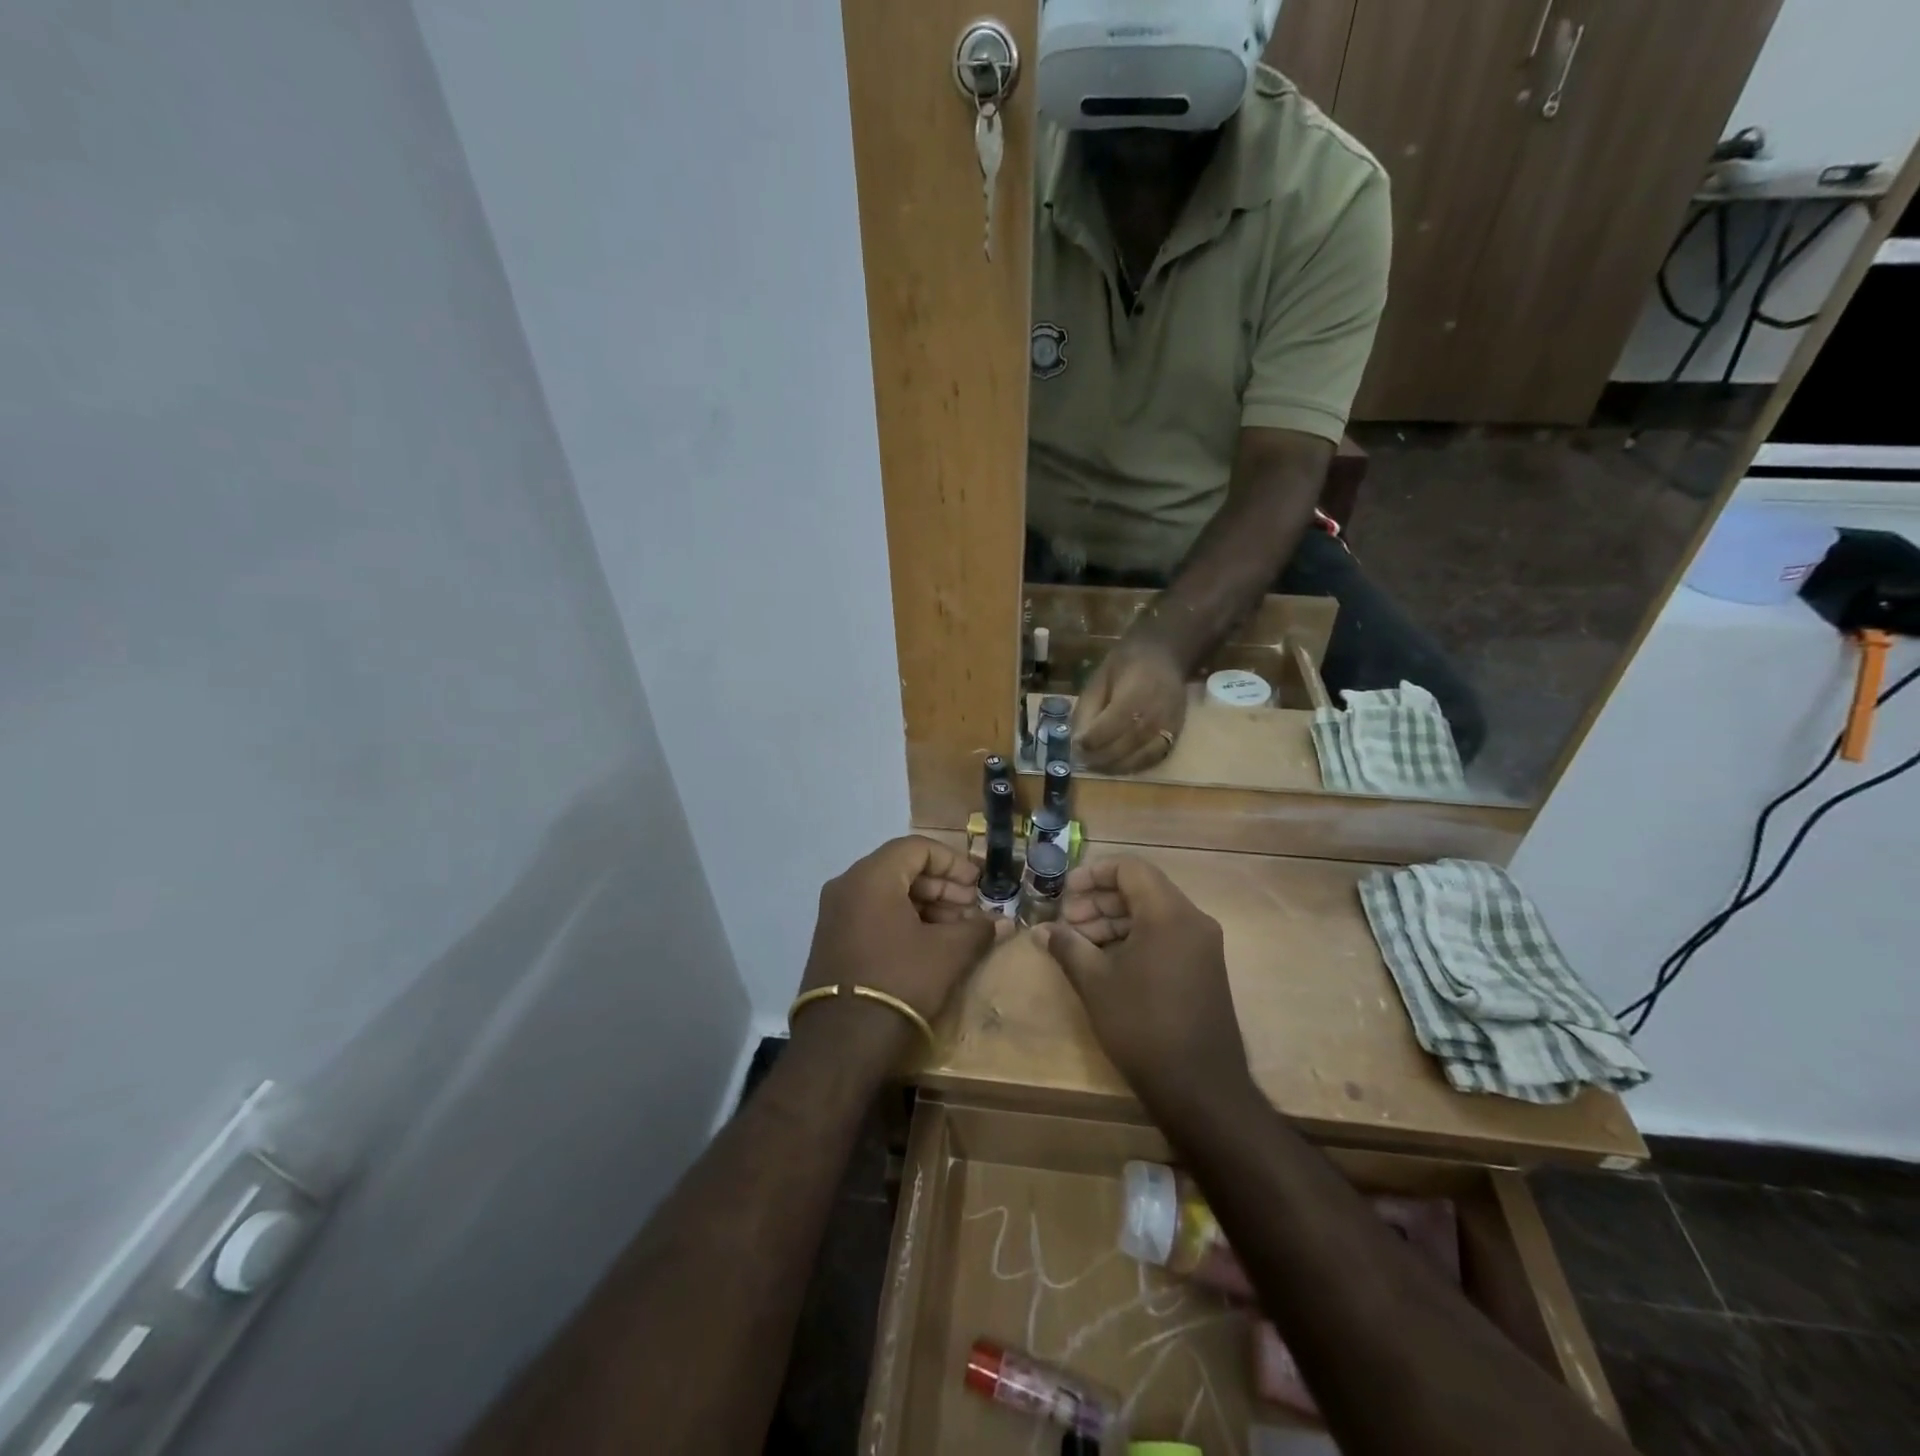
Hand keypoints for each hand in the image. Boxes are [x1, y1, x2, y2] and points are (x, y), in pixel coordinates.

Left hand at [794, 837, 1007, 1057]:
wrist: (842, 1041)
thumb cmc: (900, 981)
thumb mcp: (948, 953)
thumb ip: (978, 929)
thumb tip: (1002, 922)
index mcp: (872, 876)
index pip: (918, 848)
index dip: (953, 862)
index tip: (978, 884)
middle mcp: (847, 885)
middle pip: (902, 868)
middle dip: (942, 886)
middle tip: (972, 907)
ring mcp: (835, 913)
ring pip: (888, 892)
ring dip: (925, 905)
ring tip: (957, 929)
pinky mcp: (833, 939)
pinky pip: (873, 913)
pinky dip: (903, 919)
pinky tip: (930, 943)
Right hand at [1032, 857, 1254, 1116]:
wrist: (1200, 1089)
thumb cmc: (1142, 1026)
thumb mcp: (1095, 982)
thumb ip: (1067, 946)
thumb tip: (1041, 930)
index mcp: (1169, 913)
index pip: (1130, 868)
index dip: (1093, 874)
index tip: (1064, 893)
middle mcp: (1192, 920)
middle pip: (1141, 889)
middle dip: (1099, 901)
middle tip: (1066, 923)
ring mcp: (1202, 946)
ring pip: (1152, 914)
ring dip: (1113, 921)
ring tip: (1079, 944)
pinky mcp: (1203, 969)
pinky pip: (1165, 936)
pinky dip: (1134, 939)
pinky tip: (1105, 962)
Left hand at [1074, 637, 1188, 773]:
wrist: (1164, 656)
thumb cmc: (1126, 663)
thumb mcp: (1099, 679)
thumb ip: (1088, 709)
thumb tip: (1078, 738)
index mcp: (1133, 698)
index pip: (1107, 730)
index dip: (1089, 742)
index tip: (1076, 745)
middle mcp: (1153, 717)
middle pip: (1122, 749)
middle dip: (1098, 758)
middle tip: (1082, 761)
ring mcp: (1167, 729)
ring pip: (1137, 759)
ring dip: (1114, 767)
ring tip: (1097, 765)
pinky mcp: (1175, 736)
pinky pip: (1152, 759)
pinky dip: (1133, 766)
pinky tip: (1118, 764)